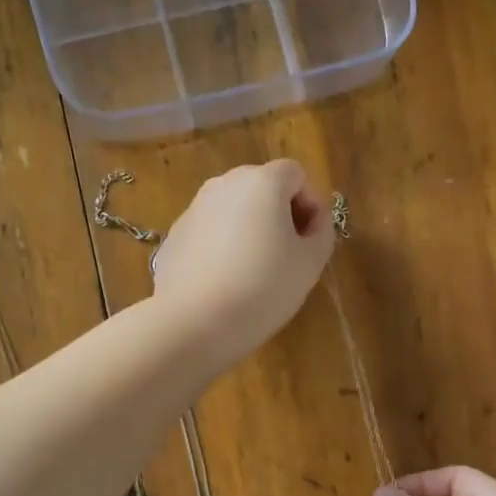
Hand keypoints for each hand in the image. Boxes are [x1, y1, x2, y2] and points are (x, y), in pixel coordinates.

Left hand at [152, 161, 336, 367]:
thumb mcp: (310, 263)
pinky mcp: (174, 235)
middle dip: (279, 214)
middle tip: (288, 256)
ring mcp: (194, 209)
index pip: (296, 174)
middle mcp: (223, 184)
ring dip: (250, 230)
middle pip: (261, 188)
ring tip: (255, 272)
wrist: (193, 321)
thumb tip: (314, 221)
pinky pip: (209, 232)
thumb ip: (321, 232)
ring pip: (233, 210)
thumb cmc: (262, 288)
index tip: (311, 240)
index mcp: (261, 182)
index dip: (311, 203)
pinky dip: (222, 247)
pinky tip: (225, 282)